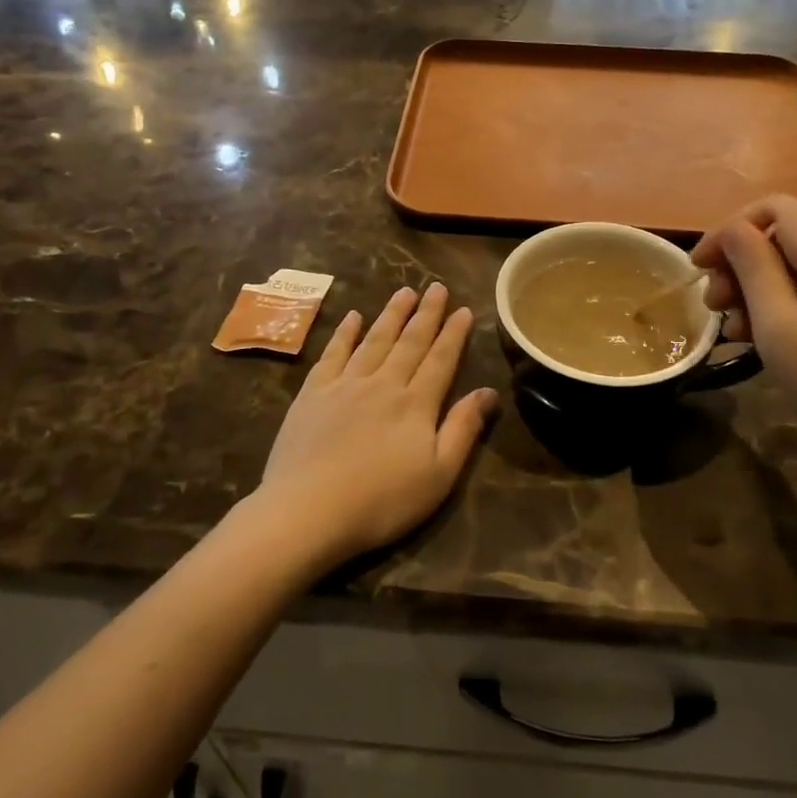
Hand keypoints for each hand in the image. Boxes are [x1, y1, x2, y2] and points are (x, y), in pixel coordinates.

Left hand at [253, 283, 497, 566]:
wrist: (308, 510)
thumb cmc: (381, 501)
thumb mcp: (438, 475)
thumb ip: (463, 430)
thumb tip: (488, 392)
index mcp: (416, 404)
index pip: (441, 360)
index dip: (454, 334)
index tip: (463, 309)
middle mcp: (383, 383)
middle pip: (409, 342)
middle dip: (426, 313)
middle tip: (436, 287)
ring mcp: (345, 385)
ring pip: (374, 340)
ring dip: (391, 314)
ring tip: (404, 292)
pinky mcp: (313, 393)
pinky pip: (333, 353)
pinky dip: (345, 333)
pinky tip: (353, 317)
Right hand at [692, 196, 796, 477]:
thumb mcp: (778, 326)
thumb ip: (752, 266)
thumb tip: (733, 229)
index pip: (772, 208)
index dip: (727, 232)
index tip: (698, 270)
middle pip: (788, 234)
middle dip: (743, 265)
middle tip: (716, 310)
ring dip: (764, 287)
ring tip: (738, 332)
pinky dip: (794, 300)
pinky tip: (774, 337)